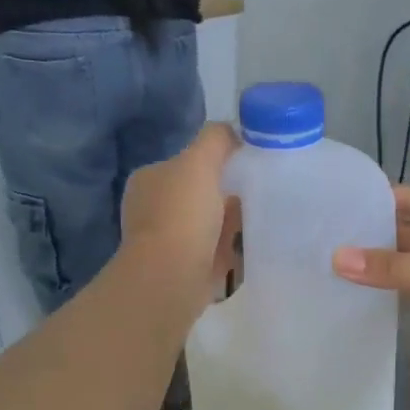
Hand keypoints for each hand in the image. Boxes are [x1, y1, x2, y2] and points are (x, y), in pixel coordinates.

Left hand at [120, 124, 240, 314]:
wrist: (171, 278)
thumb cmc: (182, 215)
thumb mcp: (199, 162)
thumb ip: (215, 140)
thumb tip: (231, 131)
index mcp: (149, 180)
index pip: (185, 163)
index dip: (214, 162)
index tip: (244, 166)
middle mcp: (151, 209)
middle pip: (199, 194)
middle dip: (225, 195)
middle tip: (257, 193)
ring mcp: (165, 241)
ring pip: (207, 224)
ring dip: (230, 223)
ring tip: (260, 219)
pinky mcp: (182, 269)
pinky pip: (213, 252)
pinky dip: (230, 250)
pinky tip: (249, 246)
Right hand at [332, 186, 409, 357]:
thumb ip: (390, 267)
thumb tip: (337, 259)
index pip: (406, 199)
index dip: (375, 200)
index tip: (337, 208)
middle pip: (407, 231)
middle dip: (374, 237)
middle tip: (328, 244)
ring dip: (386, 266)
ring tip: (340, 271)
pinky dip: (401, 291)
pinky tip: (372, 297)